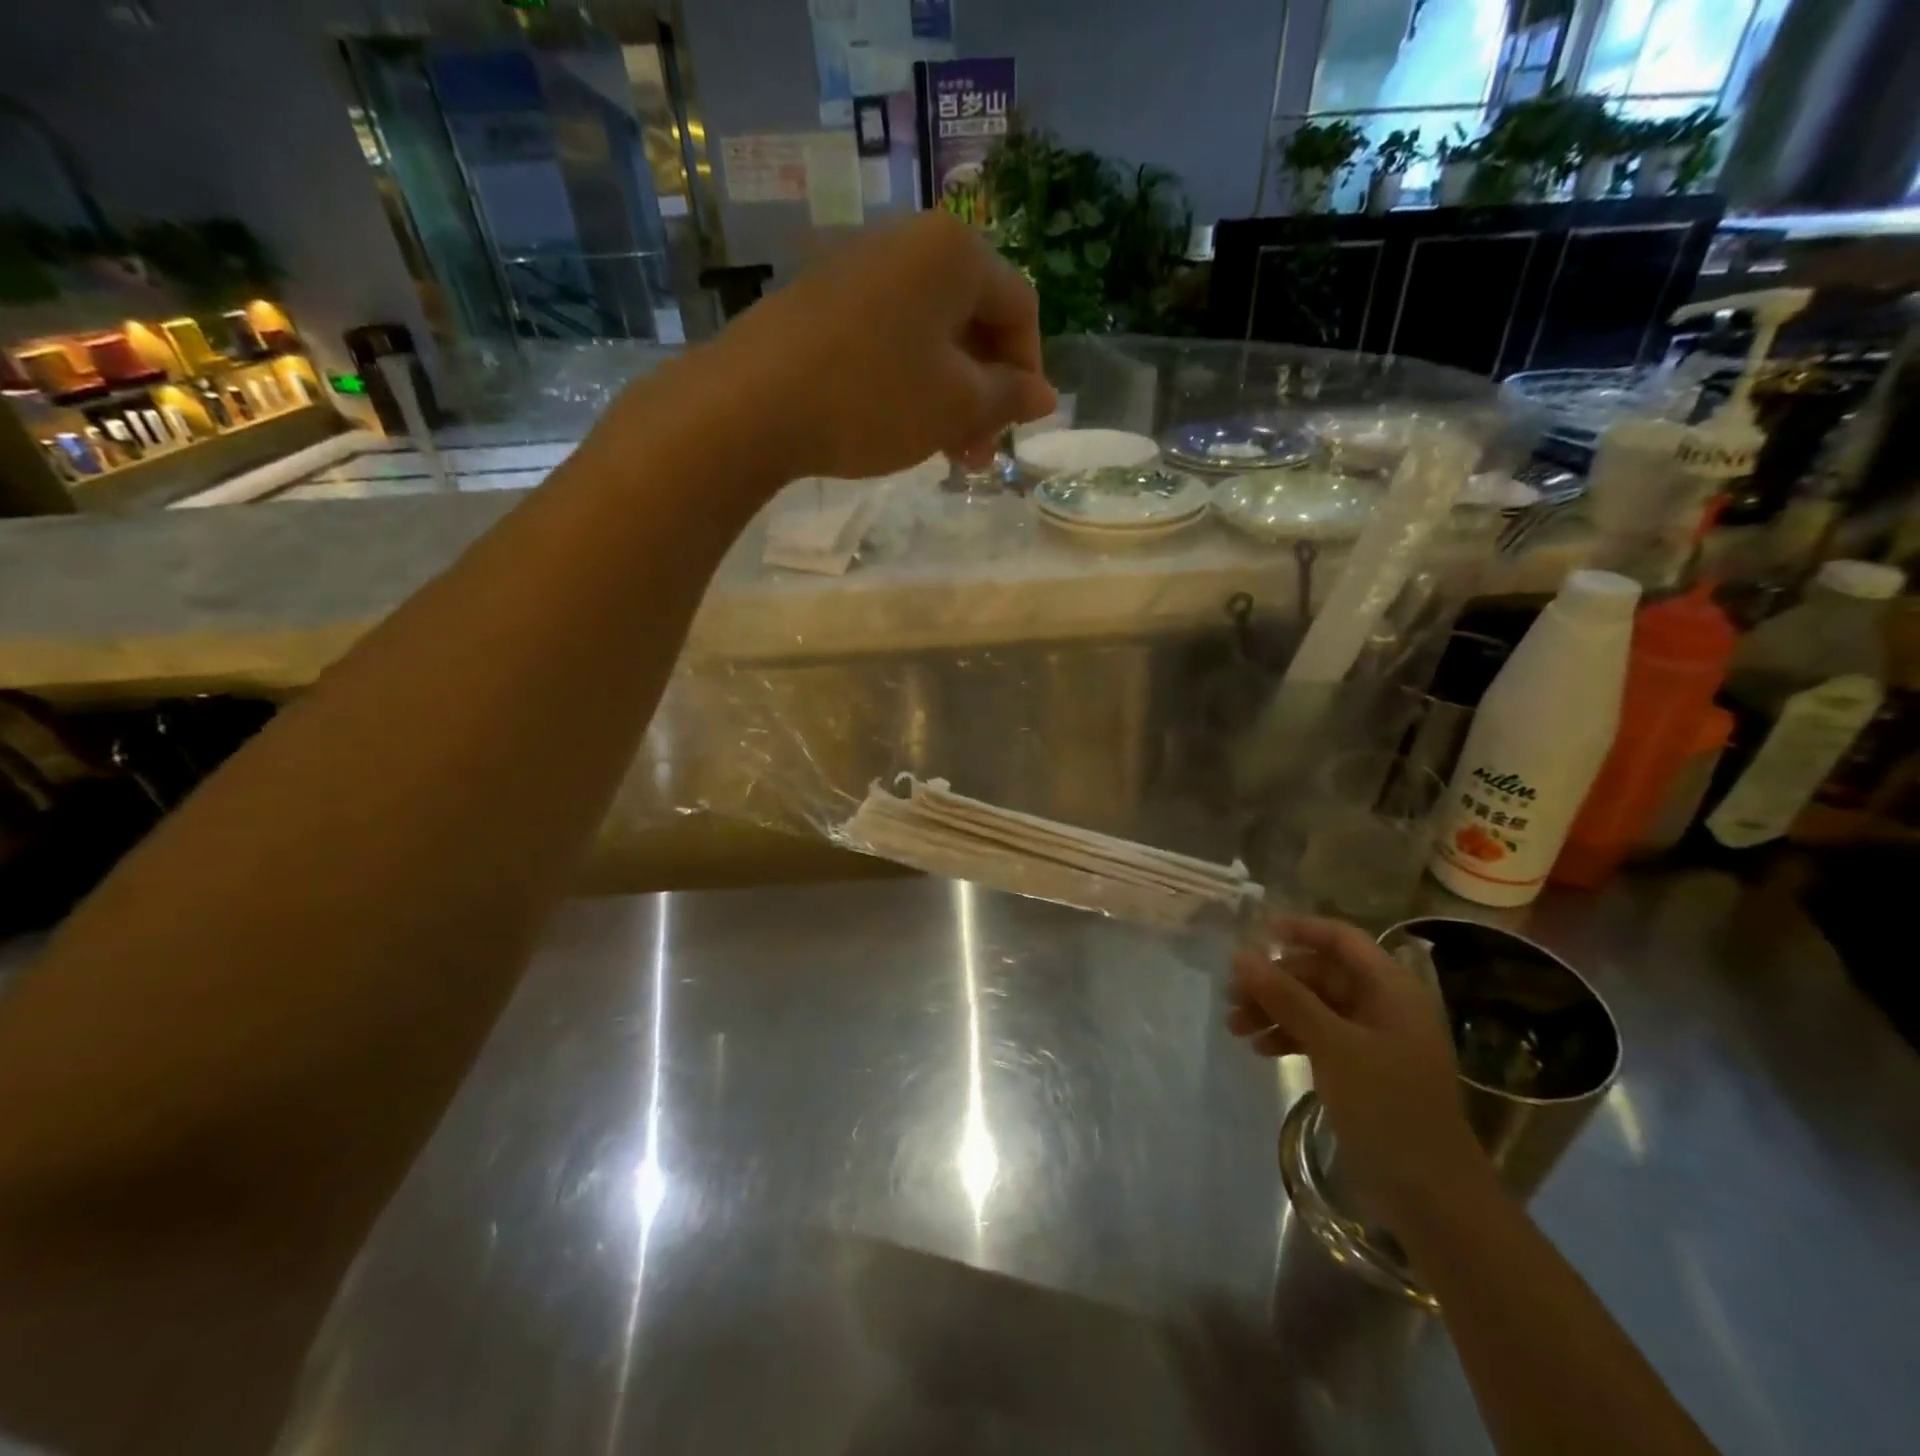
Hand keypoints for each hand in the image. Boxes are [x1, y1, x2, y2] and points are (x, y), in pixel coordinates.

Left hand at [704, 212, 1056, 480]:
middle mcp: (909, 243)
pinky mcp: (823, 299)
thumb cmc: (874, 398)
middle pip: (973, 321)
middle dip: (985, 393)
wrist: (752, 404)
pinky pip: (889, 338)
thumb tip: (1045, 394)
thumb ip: (1009, 397)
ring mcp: (860, 268)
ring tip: (943, 453)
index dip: (1029, 373)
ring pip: (930, 336)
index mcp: (954, 252)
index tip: (1018, 427)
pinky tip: (900, 427)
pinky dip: (909, 382)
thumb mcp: (956, 406)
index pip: (1020, 308)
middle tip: (978, 453)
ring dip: (949, 396)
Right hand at [1229, 916, 1490, 1232]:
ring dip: (1274, 1011)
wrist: (1432, 1198)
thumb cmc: (1388, 1108)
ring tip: (1235, 1027)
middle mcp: (1384, 1007)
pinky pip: (1318, 1037)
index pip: (1342, 939)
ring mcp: (1373, 1041)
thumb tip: (1241, 956)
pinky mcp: (1362, 1071)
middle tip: (1232, 996)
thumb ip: (1286, 997)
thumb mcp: (1333, 1046)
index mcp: (1392, 990)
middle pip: (1321, 974)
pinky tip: (1260, 1050)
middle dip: (1275, 981)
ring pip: (1314, 1007)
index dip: (1300, 929)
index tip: (1255, 935)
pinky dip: (1288, 1037)